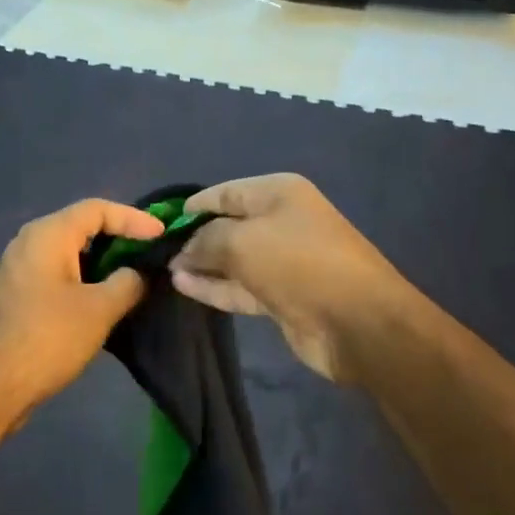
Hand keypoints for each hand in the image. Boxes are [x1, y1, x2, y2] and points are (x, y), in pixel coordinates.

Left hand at [0, 199, 165, 423]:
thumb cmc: (48, 337)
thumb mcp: (100, 309)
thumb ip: (128, 283)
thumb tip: (138, 274)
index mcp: (48, 234)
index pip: (98, 209)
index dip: (134, 218)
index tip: (162, 236)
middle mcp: (31, 241)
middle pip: (82, 226)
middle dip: (119, 237)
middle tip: (150, 253)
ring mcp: (21, 268)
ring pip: (70, 252)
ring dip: (103, 261)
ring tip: (134, 276)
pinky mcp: (19, 294)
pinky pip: (59, 272)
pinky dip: (85, 278)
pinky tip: (104, 299)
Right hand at [169, 174, 401, 383]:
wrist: (357, 322)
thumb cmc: (298, 263)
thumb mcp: (241, 241)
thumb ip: (205, 240)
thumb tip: (183, 249)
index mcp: (279, 193)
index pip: (225, 192)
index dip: (193, 206)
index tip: (161, 223)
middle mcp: (282, 221)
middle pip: (229, 224)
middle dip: (195, 237)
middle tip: (157, 252)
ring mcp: (283, 260)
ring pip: (233, 258)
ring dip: (201, 264)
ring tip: (166, 271)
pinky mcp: (283, 295)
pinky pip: (240, 286)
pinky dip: (214, 286)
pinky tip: (183, 286)